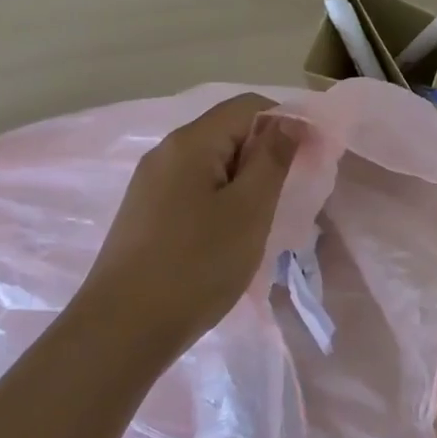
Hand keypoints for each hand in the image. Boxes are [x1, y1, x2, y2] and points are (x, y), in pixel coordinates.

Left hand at [78, 94, 299, 359]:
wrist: (123, 330)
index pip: (248, 106)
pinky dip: (222, 200)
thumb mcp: (248, 210)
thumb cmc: (196, 265)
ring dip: (246, 181)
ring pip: (212, 164)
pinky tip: (231, 235)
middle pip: (227, 132)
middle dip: (266, 154)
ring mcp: (151, 185)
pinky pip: (194, 190)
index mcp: (190, 142)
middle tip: (293, 194)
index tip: (314, 157)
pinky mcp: (146, 215)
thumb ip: (272, 159)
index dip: (287, 121)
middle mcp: (165, 153)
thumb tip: (287, 121)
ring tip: (265, 218)